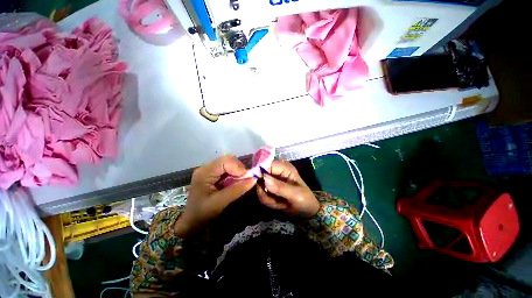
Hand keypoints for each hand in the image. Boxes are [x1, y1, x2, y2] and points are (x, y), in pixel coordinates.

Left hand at [175, 156, 255, 236]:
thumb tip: (254, 180)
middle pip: (227, 159)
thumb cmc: (202, 214)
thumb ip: (237, 190)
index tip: (247, 178)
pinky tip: (235, 182)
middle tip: (245, 180)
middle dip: (238, 168)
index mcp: (204, 173)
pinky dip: (234, 174)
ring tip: (240, 181)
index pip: (225, 161)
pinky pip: (226, 169)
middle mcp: (206, 168)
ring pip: (228, 163)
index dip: (238, 167)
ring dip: (237, 171)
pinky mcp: (212, 174)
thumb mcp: (220, 203)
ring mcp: (208, 170)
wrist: (191, 223)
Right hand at [257, 160, 319, 219]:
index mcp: (284, 167)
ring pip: (258, 186)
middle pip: (259, 175)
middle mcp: (276, 171)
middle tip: (274, 200)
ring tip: (280, 204)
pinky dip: (267, 201)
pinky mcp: (268, 189)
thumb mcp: (295, 195)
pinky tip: (277, 205)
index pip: (266, 163)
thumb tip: (264, 178)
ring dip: (267, 198)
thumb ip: (279, 187)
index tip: (260, 185)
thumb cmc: (305, 201)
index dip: (259, 172)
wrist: (306, 213)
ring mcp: (271, 180)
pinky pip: (260, 193)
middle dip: (264, 191)